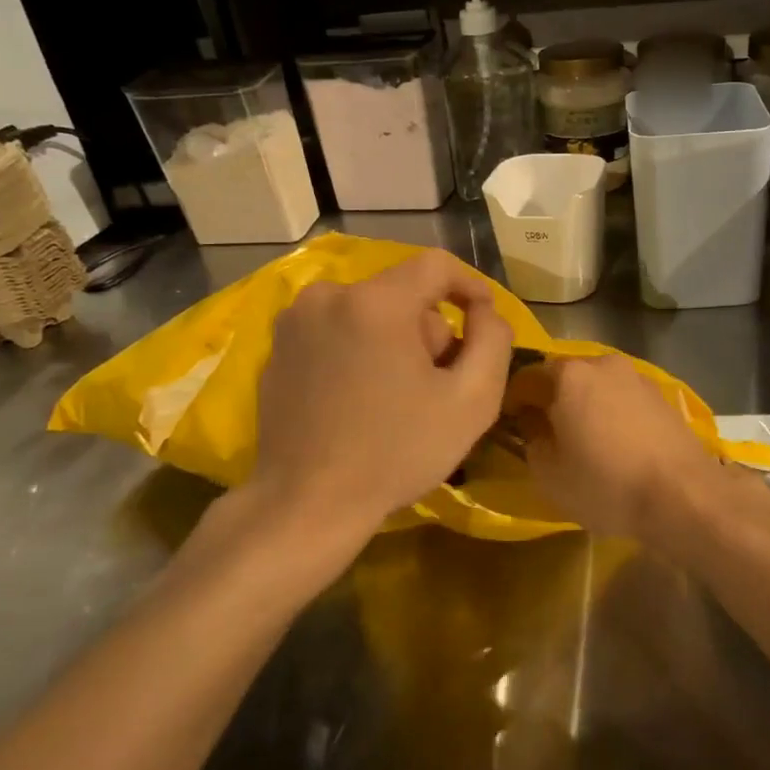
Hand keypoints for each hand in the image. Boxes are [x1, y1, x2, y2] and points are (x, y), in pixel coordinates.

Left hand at [249, 250, 513, 539]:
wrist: (306, 504)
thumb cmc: (396, 453)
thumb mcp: (472, 401)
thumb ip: (493, 341)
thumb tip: (486, 311)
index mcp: (375, 302)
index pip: (437, 265)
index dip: (470, 287)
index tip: (485, 322)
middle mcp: (328, 295)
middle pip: (402, 293)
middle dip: (428, 330)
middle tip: (437, 383)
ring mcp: (294, 321)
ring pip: (369, 311)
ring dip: (393, 340)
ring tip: (398, 396)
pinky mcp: (277, 348)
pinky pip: (336, 331)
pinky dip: (357, 351)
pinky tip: (360, 400)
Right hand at [509, 354, 726, 539]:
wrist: (683, 495)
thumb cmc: (605, 484)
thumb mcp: (549, 473)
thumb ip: (531, 439)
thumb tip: (533, 421)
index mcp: (568, 375)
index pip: (524, 378)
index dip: (511, 401)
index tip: (509, 425)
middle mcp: (601, 363)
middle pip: (563, 376)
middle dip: (550, 399)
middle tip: (545, 432)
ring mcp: (636, 376)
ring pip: (596, 385)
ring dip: (583, 404)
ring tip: (583, 438)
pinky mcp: (661, 394)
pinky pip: (622, 397)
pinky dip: (611, 412)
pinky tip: (615, 442)